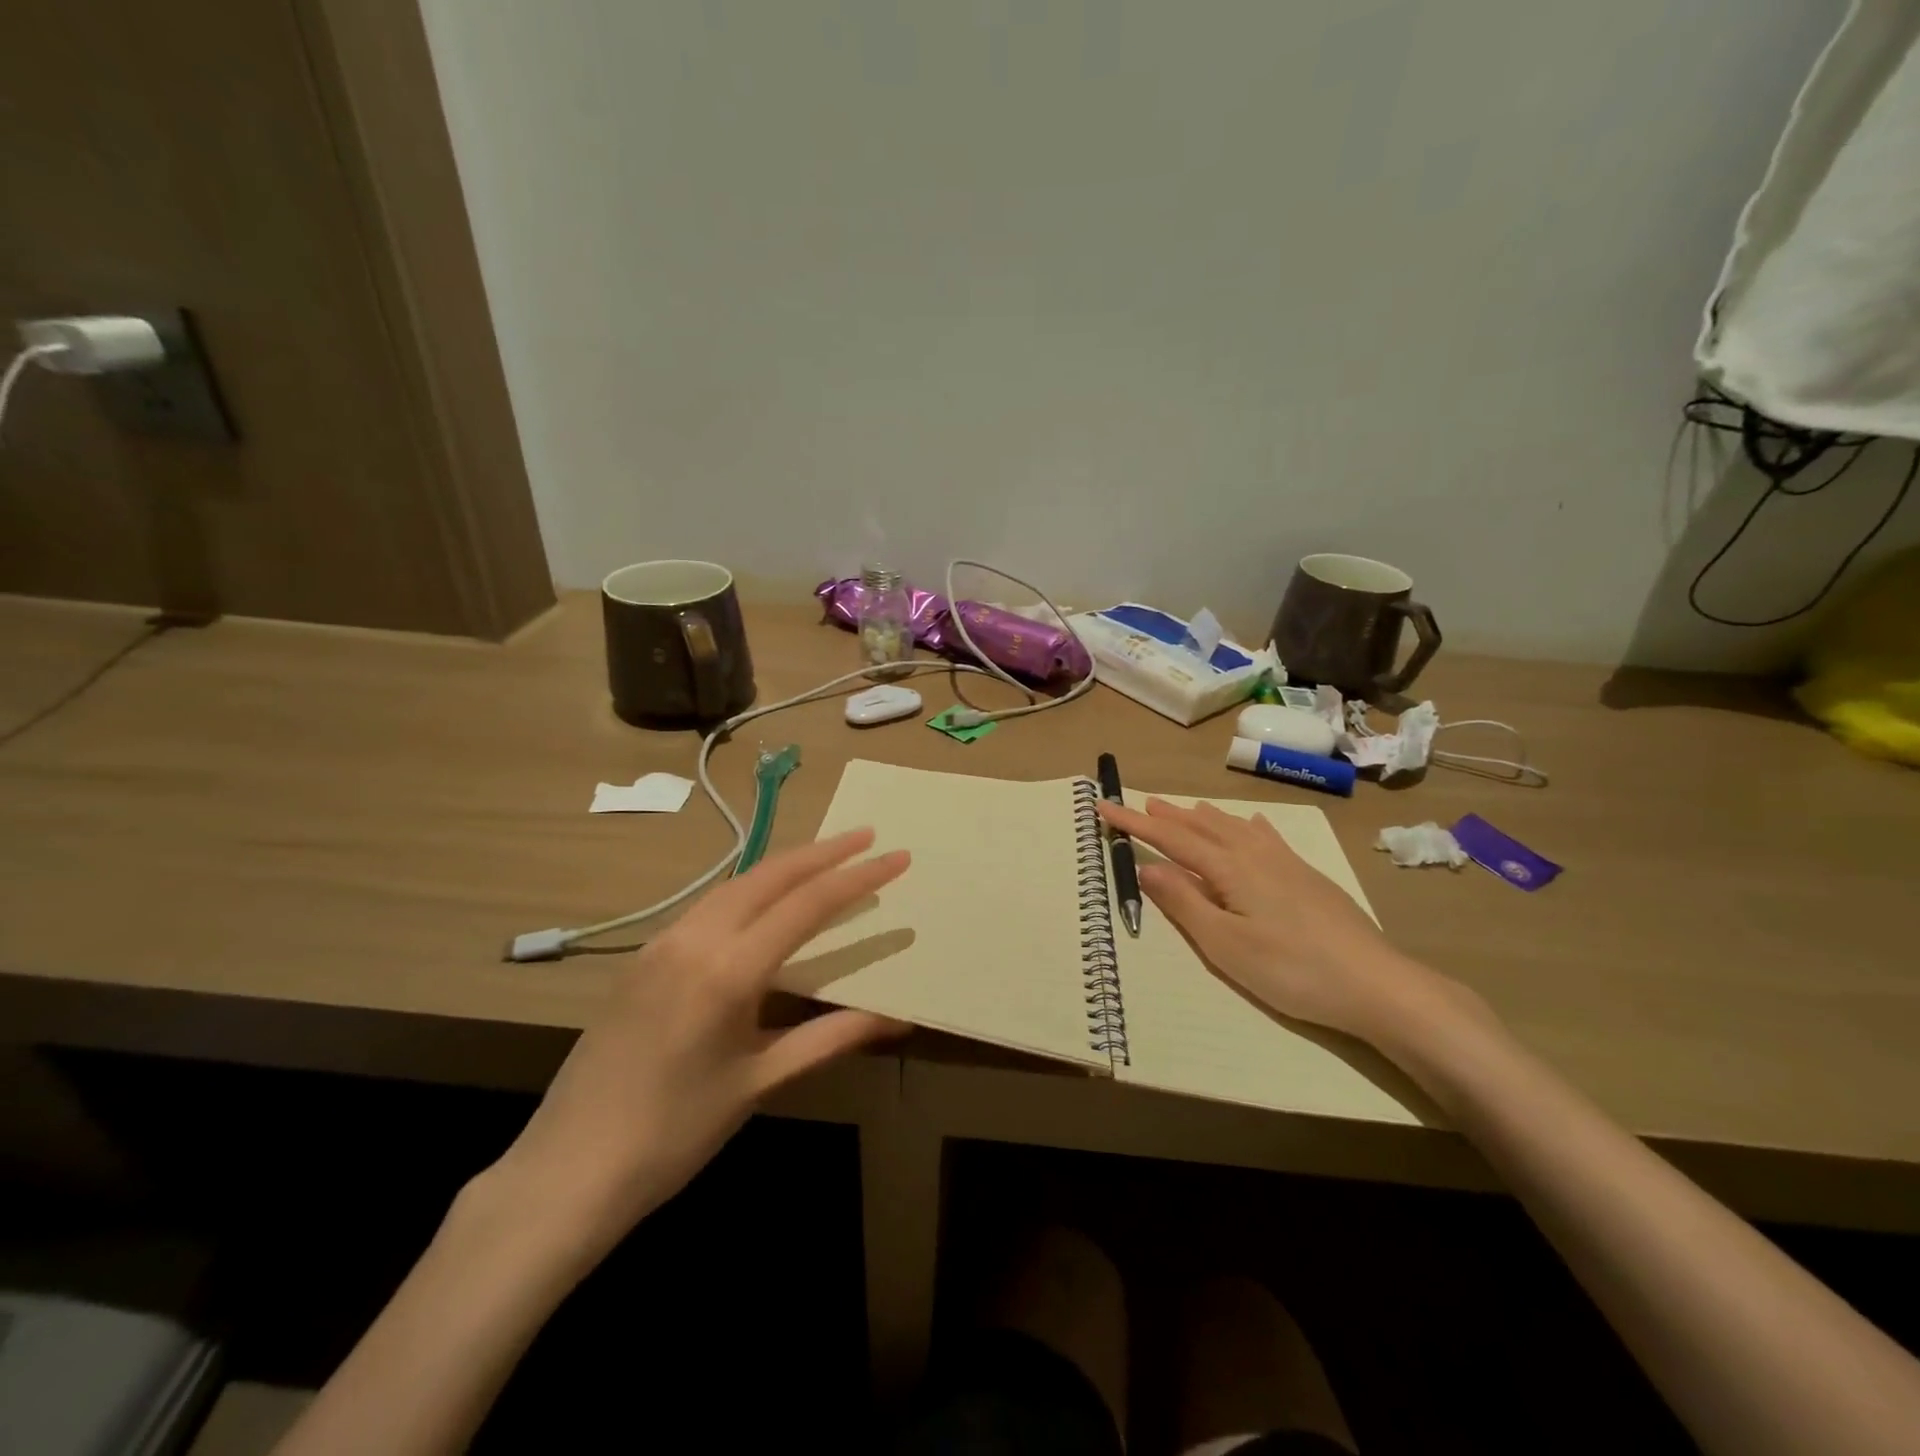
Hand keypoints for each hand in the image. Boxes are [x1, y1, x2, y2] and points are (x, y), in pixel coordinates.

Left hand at [479, 829, 909, 1266]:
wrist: (567, 1170)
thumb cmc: (674, 1133)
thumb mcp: (759, 1082)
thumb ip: (829, 1038)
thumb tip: (894, 1018)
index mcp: (728, 970)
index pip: (807, 904)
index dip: (857, 876)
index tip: (895, 855)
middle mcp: (694, 939)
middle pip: (769, 876)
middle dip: (822, 851)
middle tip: (865, 836)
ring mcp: (662, 943)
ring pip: (735, 884)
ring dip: (784, 866)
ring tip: (825, 858)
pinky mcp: (644, 957)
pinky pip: (708, 906)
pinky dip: (749, 891)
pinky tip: (765, 901)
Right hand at [1098, 798, 1463, 1045]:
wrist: (1375, 983)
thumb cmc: (1292, 969)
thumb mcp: (1225, 944)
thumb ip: (1184, 902)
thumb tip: (1146, 867)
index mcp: (1229, 868)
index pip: (1171, 838)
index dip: (1135, 823)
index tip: (1105, 807)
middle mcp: (1255, 854)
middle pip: (1202, 826)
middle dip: (1169, 816)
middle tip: (1142, 802)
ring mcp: (1286, 863)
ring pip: (1234, 828)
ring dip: (1204, 817)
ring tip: (1185, 807)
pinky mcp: (1308, 877)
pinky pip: (1267, 837)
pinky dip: (1248, 827)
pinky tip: (1252, 824)